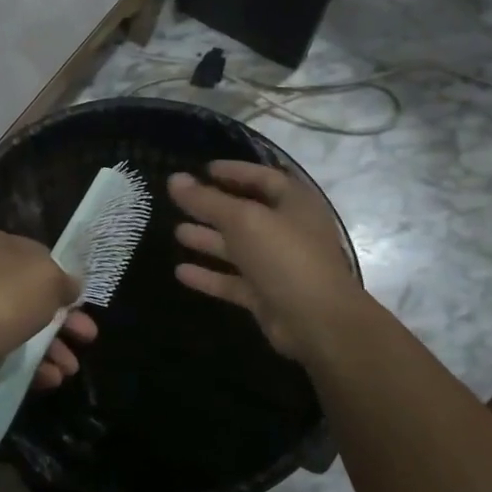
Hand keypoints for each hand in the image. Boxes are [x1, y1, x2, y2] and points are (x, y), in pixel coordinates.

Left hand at [0, 231, 98, 406]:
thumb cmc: (2, 300)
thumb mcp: (46, 279)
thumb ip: (64, 281)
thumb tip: (71, 286)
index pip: (39, 256)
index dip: (62, 277)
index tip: (82, 299)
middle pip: (35, 296)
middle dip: (66, 319)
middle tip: (88, 336)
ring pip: (26, 329)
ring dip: (54, 347)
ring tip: (71, 368)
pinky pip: (12, 355)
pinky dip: (34, 366)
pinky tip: (52, 378)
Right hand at [170, 162, 360, 366]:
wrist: (317, 322)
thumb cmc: (285, 257)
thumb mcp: (243, 220)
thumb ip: (207, 200)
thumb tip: (174, 178)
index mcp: (294, 204)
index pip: (262, 178)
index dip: (234, 171)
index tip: (203, 169)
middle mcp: (287, 231)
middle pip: (246, 213)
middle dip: (213, 207)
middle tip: (180, 200)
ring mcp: (277, 265)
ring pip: (238, 248)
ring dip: (208, 239)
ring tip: (176, 232)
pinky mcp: (266, 295)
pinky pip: (233, 280)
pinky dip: (209, 275)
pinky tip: (180, 271)